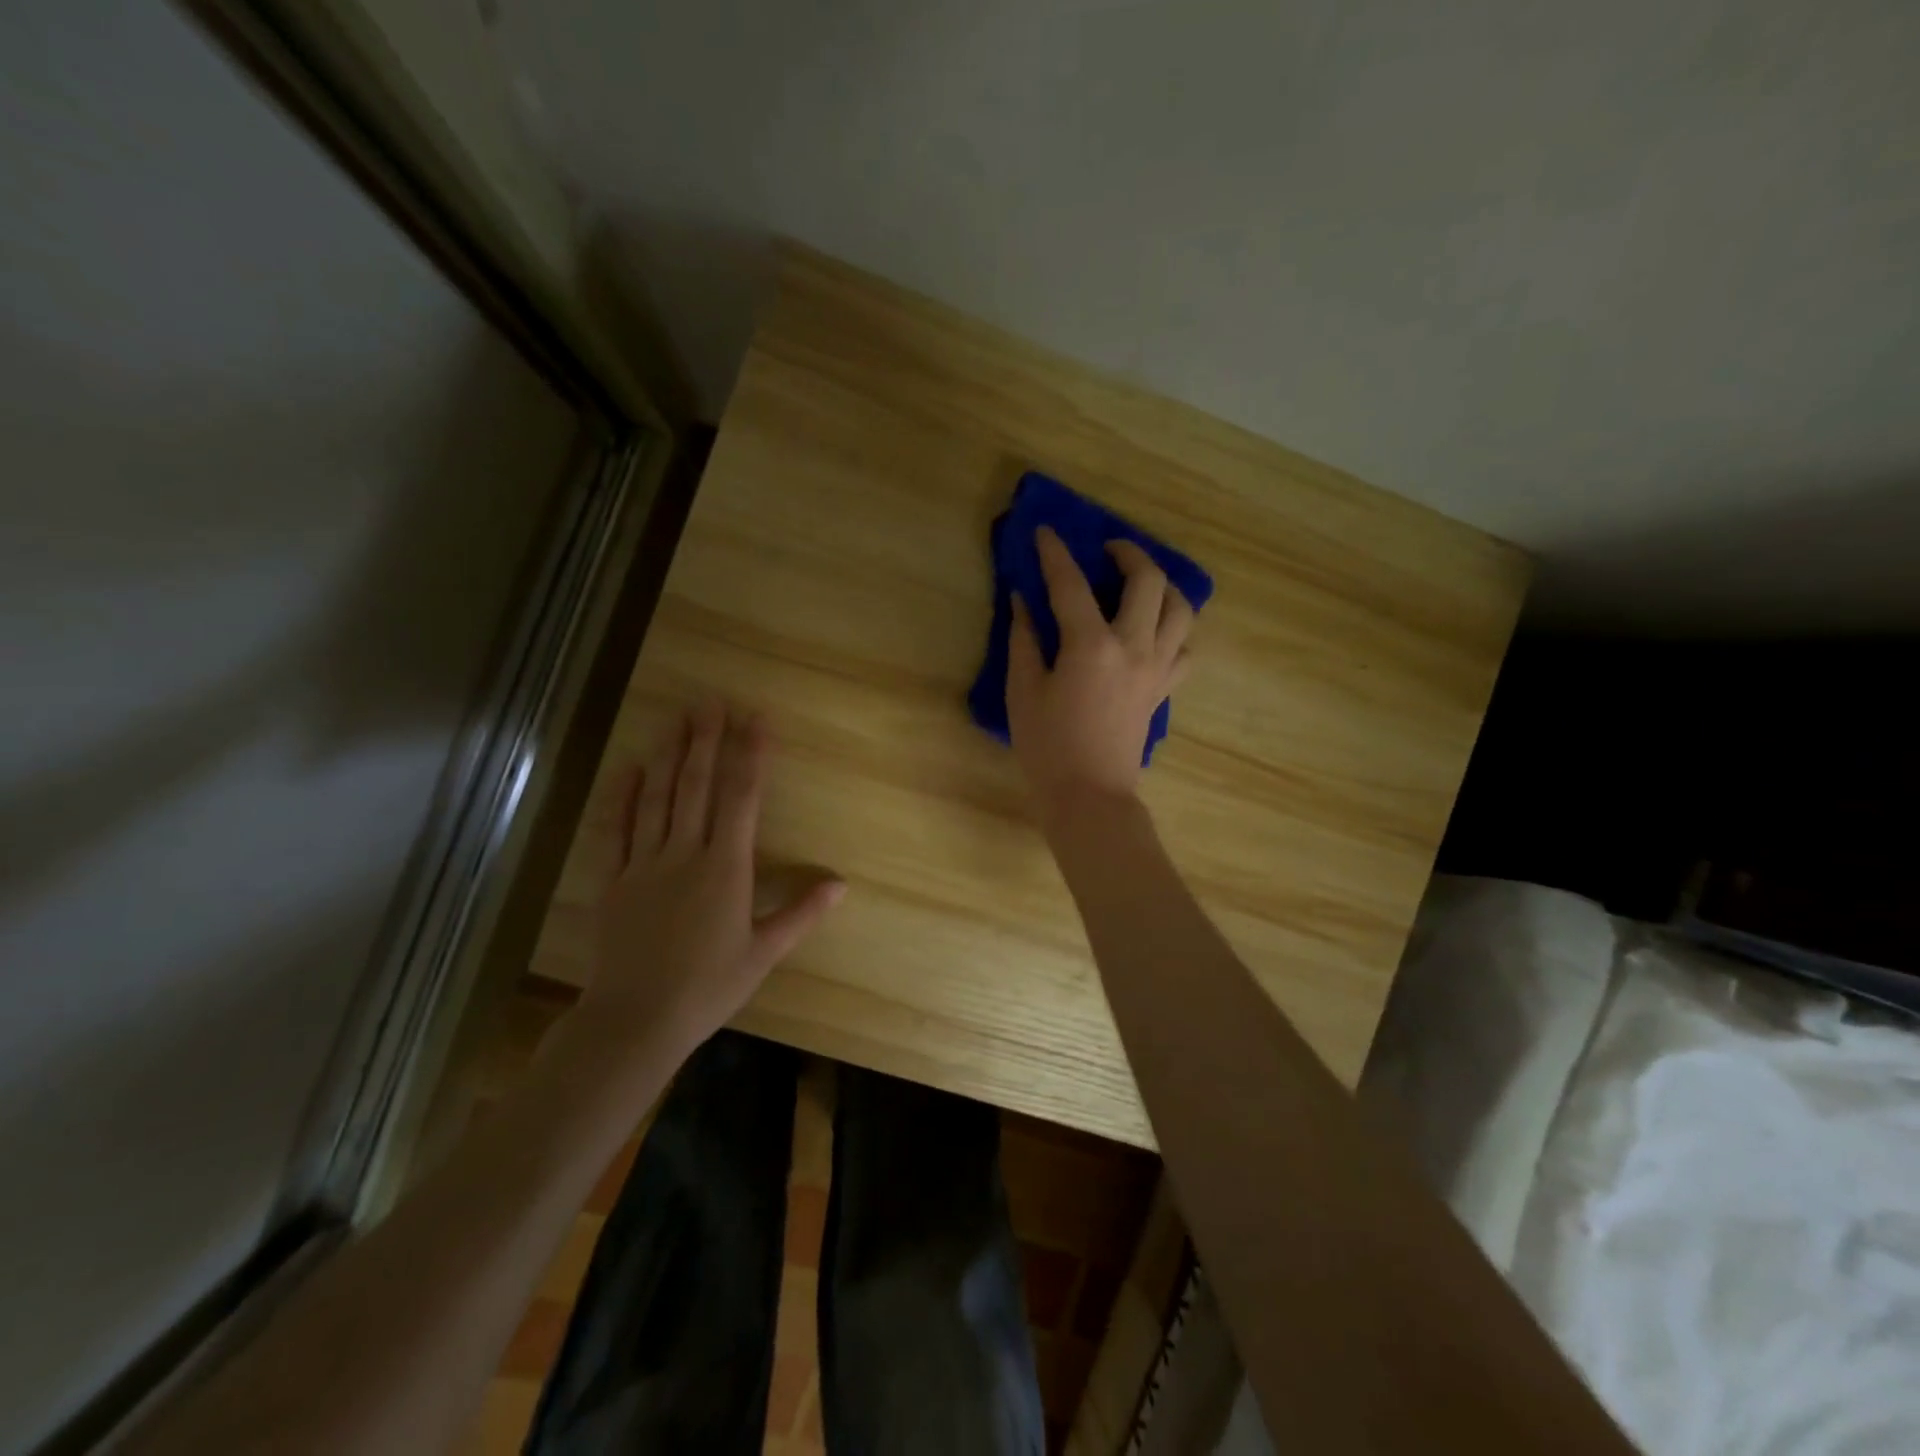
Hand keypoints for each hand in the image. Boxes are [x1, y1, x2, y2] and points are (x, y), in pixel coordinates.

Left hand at [582, 702, 844, 1056]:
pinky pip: (616, 829)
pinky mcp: (612, 880)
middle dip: (706, 741)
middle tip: (711, 701)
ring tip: (676, 719)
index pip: (742, 798)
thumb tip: (841, 885)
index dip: (751, 754)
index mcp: (726, 868)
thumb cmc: (708, 988)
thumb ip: (801, 914)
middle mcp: (685, 854)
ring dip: (668, 755)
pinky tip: (629, 768)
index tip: (756, 719)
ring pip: (657, 798)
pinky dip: (623, 796)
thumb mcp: (763, 953)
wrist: (635, 1020)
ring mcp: (644, 864)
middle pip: (696, 786)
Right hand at [1007, 527, 1193, 826]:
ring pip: (1182, 610)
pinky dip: (1174, 631)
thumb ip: (1025, 640)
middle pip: (1149, 580)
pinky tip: (1155, 633)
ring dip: (1164, 586)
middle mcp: (1134, 647)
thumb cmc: (1047, 748)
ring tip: (1142, 583)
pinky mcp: (1164, 690)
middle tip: (1107, 550)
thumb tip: (1023, 600)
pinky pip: (1185, 649)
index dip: (1055, 553)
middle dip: (1129, 553)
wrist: (1090, 796)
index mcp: (1091, 646)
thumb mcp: (1023, 691)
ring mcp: (1157, 668)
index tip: (1045, 531)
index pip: (1071, 584)